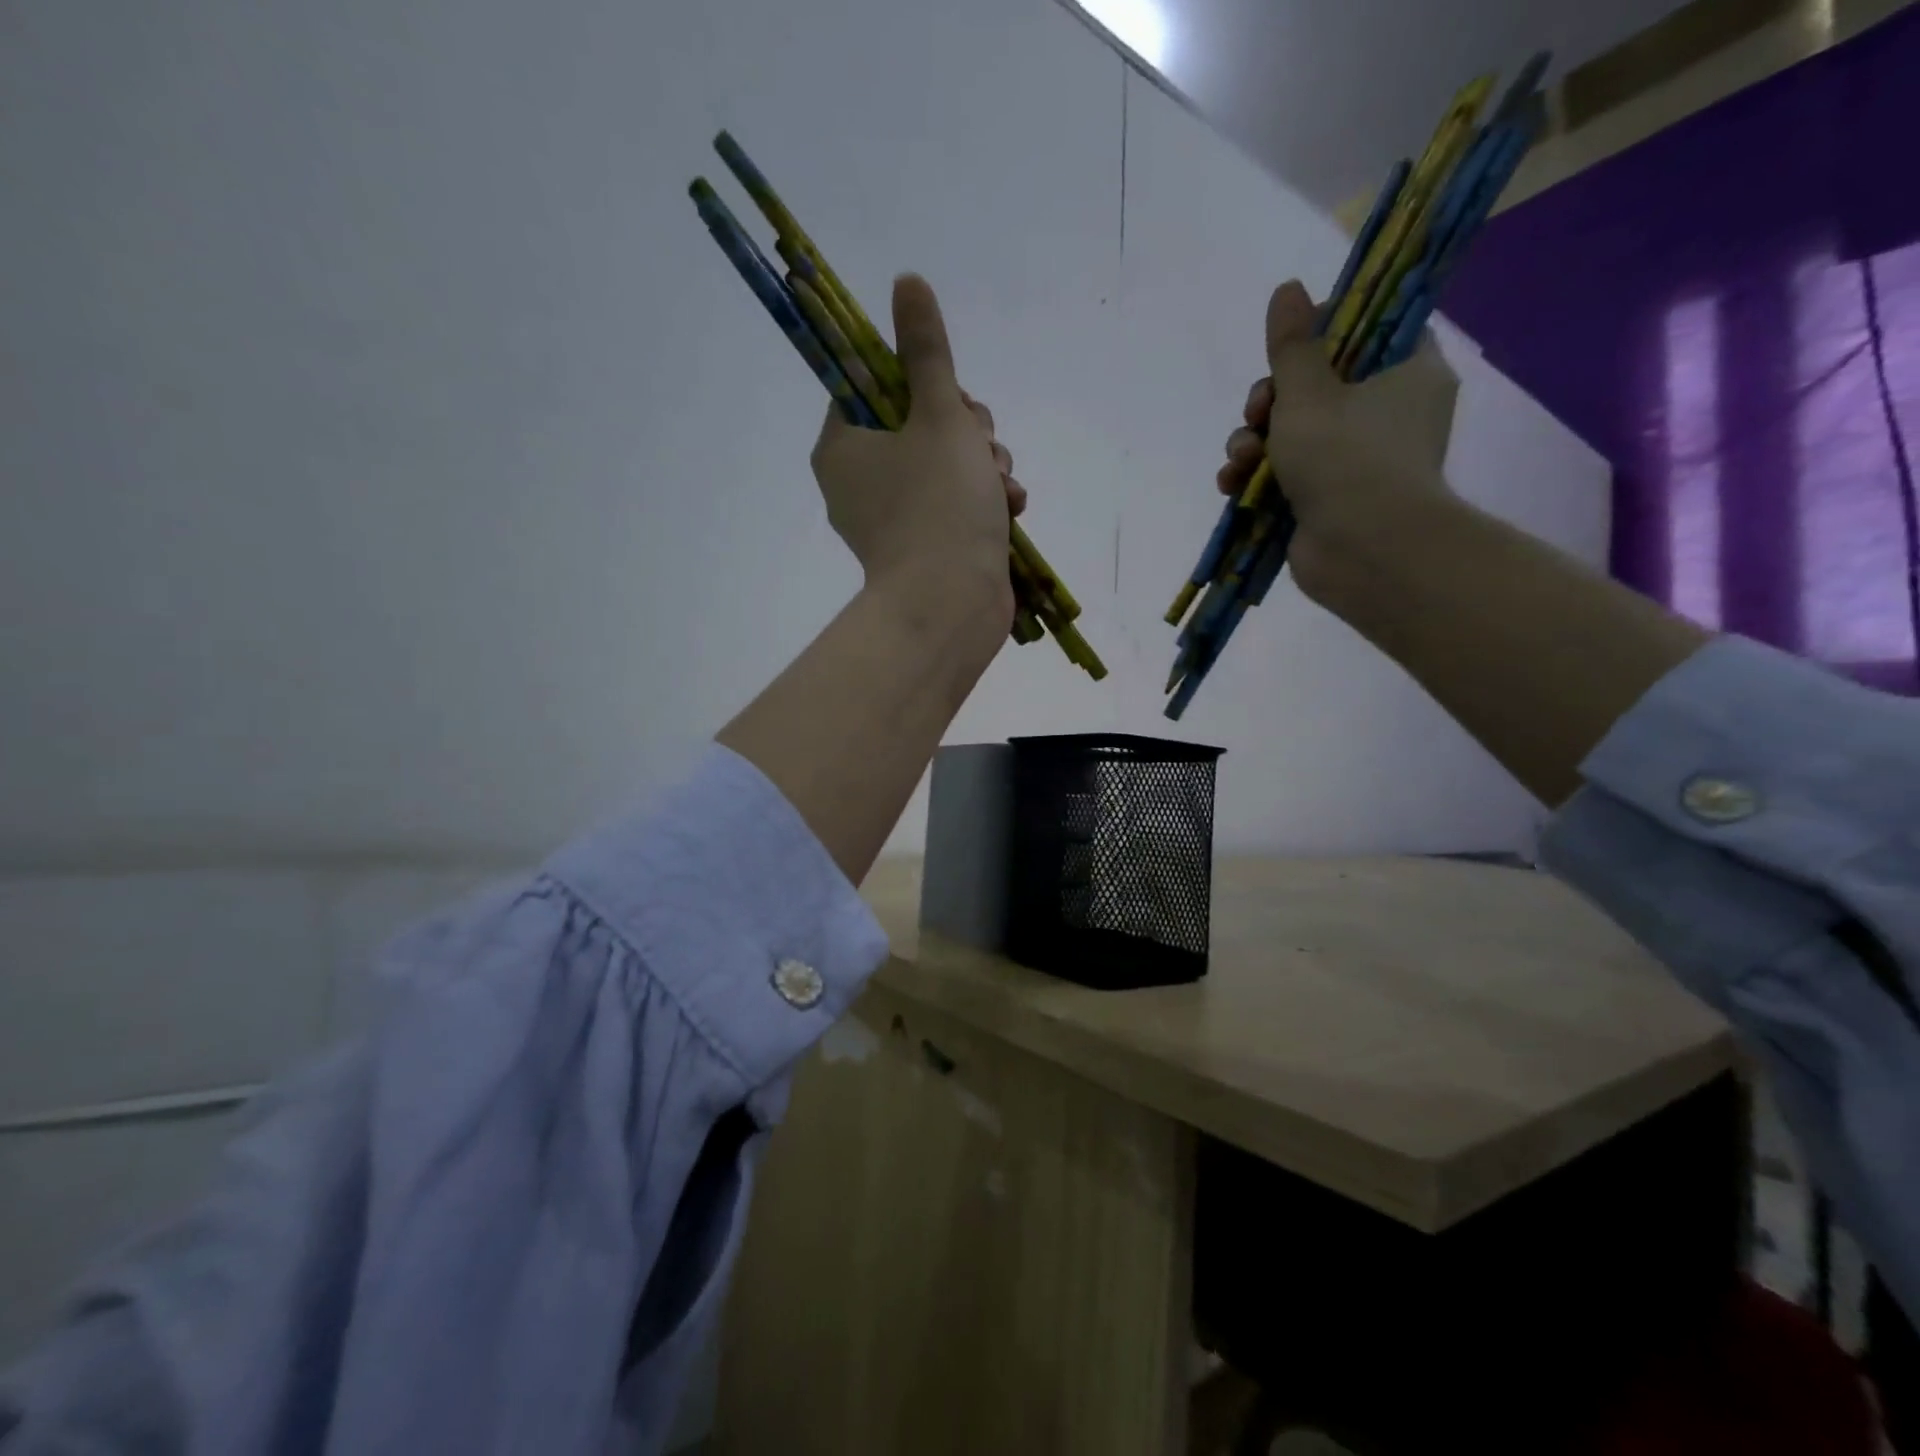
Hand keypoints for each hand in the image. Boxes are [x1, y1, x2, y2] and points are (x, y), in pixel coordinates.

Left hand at [810, 274, 1024, 632]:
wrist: (951, 607)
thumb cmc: (939, 505)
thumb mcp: (940, 415)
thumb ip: (927, 351)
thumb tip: (906, 281)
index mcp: (843, 447)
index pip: (872, 386)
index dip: (920, 382)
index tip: (949, 398)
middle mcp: (859, 482)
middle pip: (916, 422)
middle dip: (965, 428)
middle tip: (979, 444)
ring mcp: (892, 518)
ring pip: (945, 461)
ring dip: (983, 463)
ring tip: (1000, 484)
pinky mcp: (924, 546)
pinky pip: (955, 502)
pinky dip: (984, 499)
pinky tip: (1010, 507)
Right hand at [1217, 280, 1457, 603]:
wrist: (1364, 553)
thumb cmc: (1346, 459)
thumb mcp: (1309, 392)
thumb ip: (1292, 345)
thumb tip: (1287, 288)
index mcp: (1406, 372)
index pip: (1370, 330)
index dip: (1324, 332)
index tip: (1289, 346)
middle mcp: (1387, 412)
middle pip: (1318, 384)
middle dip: (1271, 400)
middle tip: (1257, 411)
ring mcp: (1357, 460)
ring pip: (1293, 432)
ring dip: (1254, 441)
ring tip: (1239, 460)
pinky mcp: (1328, 498)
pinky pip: (1287, 473)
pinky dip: (1257, 477)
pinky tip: (1232, 484)